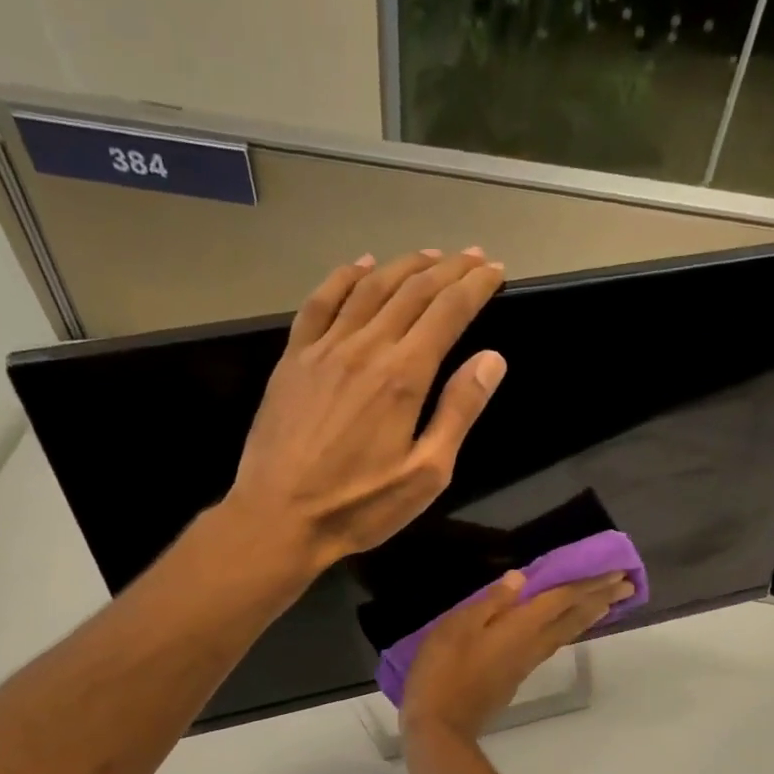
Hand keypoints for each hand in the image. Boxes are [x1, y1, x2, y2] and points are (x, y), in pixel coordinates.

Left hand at [224, 248, 507, 574]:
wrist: (279, 517)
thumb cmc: (359, 506)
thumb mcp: (426, 473)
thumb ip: (458, 412)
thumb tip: (491, 359)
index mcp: (403, 376)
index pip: (447, 312)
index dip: (475, 286)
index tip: (494, 270)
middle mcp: (365, 348)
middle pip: (412, 291)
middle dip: (448, 269)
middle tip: (472, 255)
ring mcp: (324, 349)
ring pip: (369, 288)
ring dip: (403, 266)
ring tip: (428, 255)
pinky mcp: (293, 359)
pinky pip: (320, 303)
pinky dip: (343, 278)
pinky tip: (359, 266)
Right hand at [401, 570, 635, 740]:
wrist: (440, 726)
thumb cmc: (443, 671)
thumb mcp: (457, 627)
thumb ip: (490, 603)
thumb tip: (519, 579)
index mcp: (520, 627)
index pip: (562, 599)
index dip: (588, 583)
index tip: (617, 572)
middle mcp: (531, 645)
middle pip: (572, 618)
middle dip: (599, 599)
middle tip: (627, 585)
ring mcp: (525, 664)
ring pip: (565, 634)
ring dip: (588, 616)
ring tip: (606, 603)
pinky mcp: (515, 677)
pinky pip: (551, 645)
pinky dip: (567, 630)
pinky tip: (564, 628)